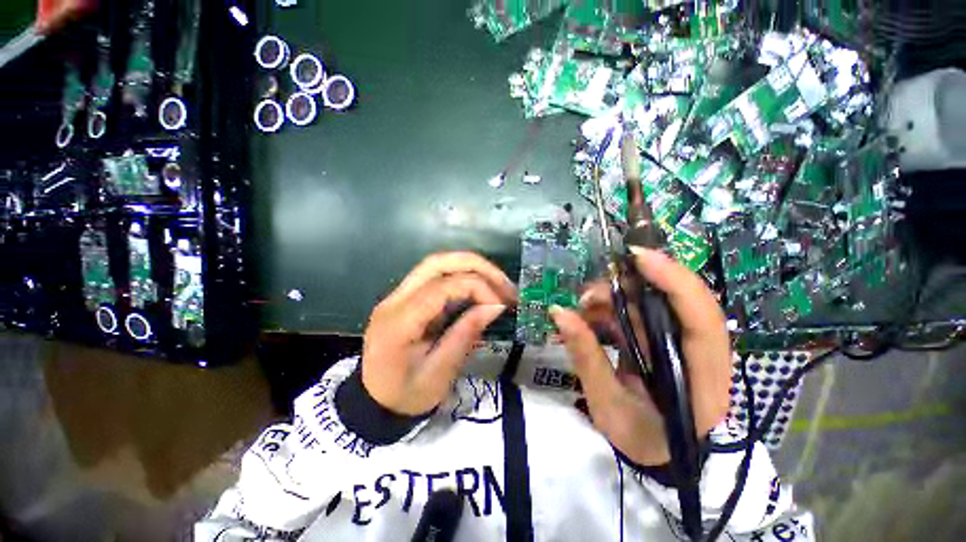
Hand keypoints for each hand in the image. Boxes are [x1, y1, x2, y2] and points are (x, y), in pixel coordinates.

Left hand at [362, 252, 516, 415]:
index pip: (441, 286)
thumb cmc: (406, 396)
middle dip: (476, 266)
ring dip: (471, 269)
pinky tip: (480, 291)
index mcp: (399, 321)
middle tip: (505, 284)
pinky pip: (436, 278)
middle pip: (437, 262)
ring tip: (498, 286)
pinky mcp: (406, 298)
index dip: (477, 287)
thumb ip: (465, 335)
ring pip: (437, 265)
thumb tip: (495, 306)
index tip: (502, 305)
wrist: (374, 403)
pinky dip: (462, 279)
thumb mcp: (440, 373)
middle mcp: (395, 300)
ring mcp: (398, 296)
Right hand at [549, 247, 730, 465]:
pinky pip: (639, 314)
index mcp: (702, 380)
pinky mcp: (665, 340)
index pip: (703, 320)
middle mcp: (702, 354)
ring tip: (581, 308)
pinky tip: (589, 317)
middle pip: (677, 301)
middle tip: (588, 292)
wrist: (656, 453)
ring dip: (615, 299)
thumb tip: (559, 313)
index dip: (675, 281)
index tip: (637, 258)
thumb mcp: (607, 405)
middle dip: (632, 286)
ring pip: (653, 304)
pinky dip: (612, 310)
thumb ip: (586, 357)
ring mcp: (684, 344)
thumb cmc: (639, 438)